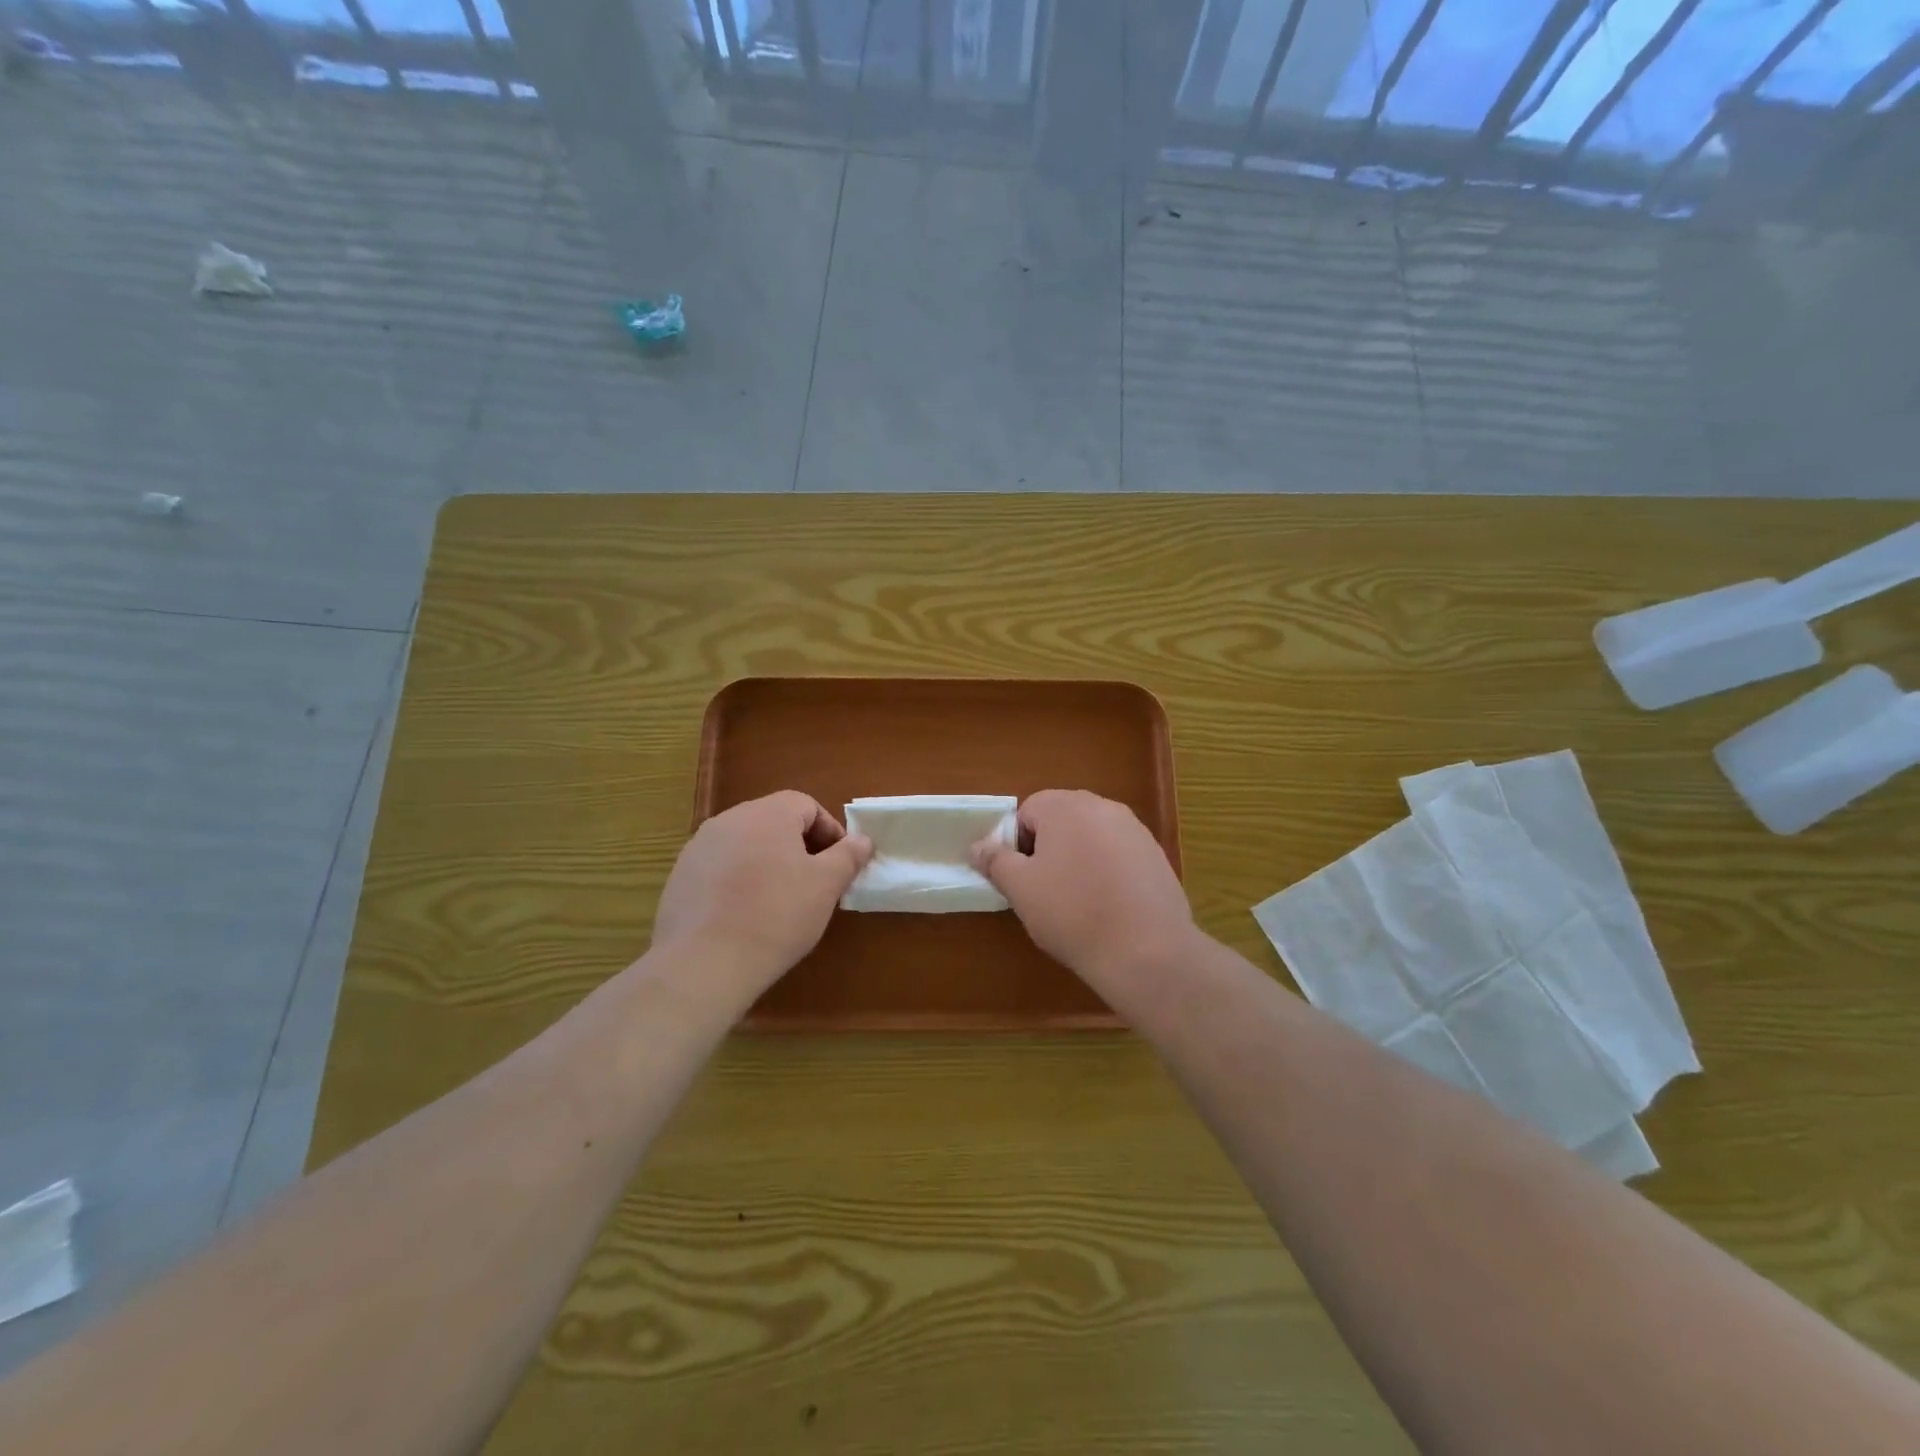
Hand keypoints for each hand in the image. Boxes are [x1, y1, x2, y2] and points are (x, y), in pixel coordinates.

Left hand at [652, 792, 871, 1003]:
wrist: (704, 963)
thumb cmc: (776, 916)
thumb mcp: (825, 886)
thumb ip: (847, 856)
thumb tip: (862, 840)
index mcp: (767, 813)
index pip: (806, 805)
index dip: (829, 831)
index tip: (839, 864)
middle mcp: (729, 820)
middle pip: (774, 821)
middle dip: (799, 846)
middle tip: (814, 882)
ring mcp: (698, 848)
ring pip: (745, 844)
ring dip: (767, 863)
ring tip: (779, 901)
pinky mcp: (679, 877)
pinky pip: (719, 868)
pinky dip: (738, 881)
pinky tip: (744, 915)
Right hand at [970, 789, 1195, 999]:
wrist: (1146, 950)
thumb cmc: (1072, 913)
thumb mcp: (1020, 889)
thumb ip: (995, 861)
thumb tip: (978, 847)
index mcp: (1066, 806)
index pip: (1027, 811)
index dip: (1018, 845)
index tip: (1023, 879)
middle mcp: (1103, 806)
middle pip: (1062, 820)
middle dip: (1049, 849)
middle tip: (1045, 890)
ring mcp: (1135, 830)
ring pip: (1091, 837)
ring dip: (1079, 859)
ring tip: (1079, 902)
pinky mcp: (1156, 855)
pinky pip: (1118, 855)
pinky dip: (1108, 872)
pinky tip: (1109, 907)